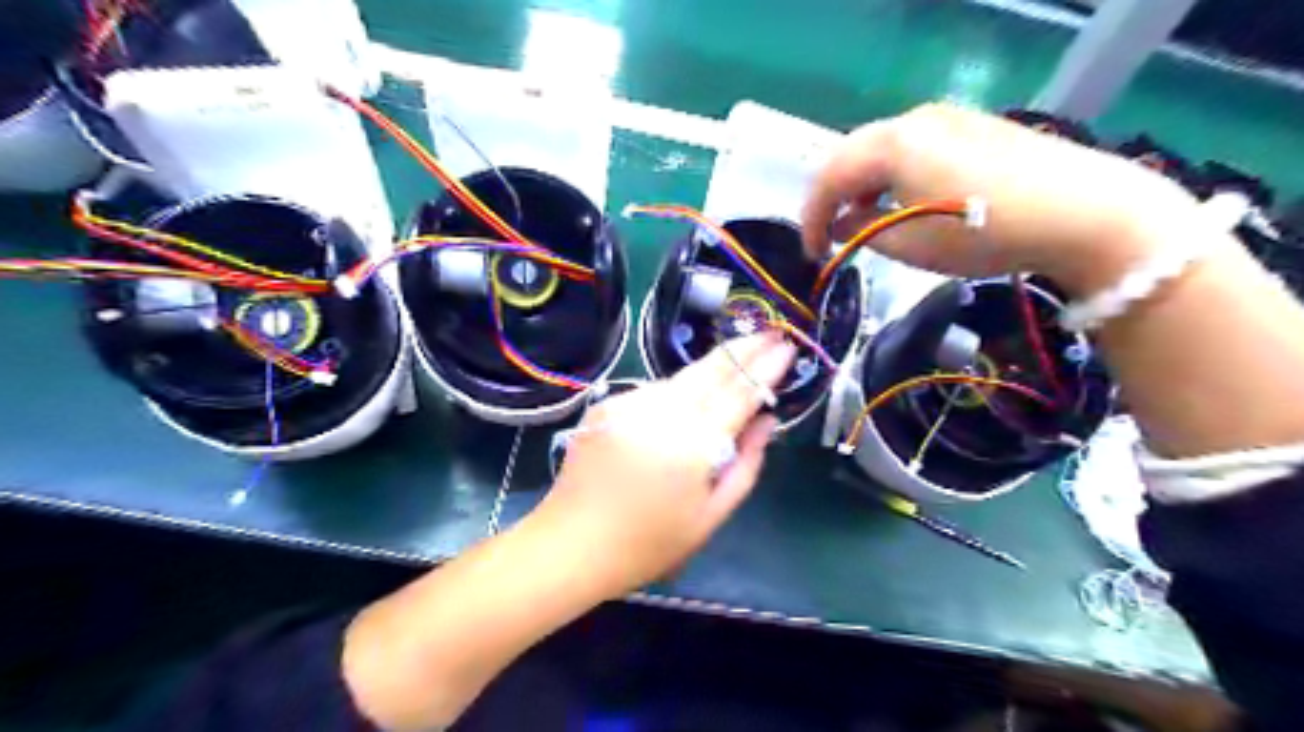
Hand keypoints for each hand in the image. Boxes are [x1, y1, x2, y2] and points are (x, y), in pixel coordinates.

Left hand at [529, 336, 795, 596]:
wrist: (572, 544)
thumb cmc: (649, 543)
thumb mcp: (711, 516)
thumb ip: (746, 464)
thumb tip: (766, 420)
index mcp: (692, 443)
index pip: (739, 393)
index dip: (766, 368)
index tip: (787, 347)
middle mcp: (661, 411)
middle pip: (711, 369)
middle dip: (744, 348)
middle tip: (771, 333)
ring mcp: (630, 403)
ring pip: (682, 376)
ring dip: (713, 367)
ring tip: (740, 357)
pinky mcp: (608, 404)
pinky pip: (655, 390)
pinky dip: (679, 388)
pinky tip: (690, 395)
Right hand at [808, 104, 1201, 296]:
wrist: (1083, 211)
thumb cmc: (984, 234)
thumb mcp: (911, 245)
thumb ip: (863, 232)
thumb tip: (842, 224)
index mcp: (891, 144)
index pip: (829, 177)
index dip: (812, 217)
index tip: (812, 253)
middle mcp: (913, 119)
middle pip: (850, 154)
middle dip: (833, 196)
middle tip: (830, 234)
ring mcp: (946, 117)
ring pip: (881, 148)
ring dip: (862, 184)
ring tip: (865, 221)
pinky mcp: (971, 126)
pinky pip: (911, 146)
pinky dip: (892, 174)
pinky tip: (904, 200)